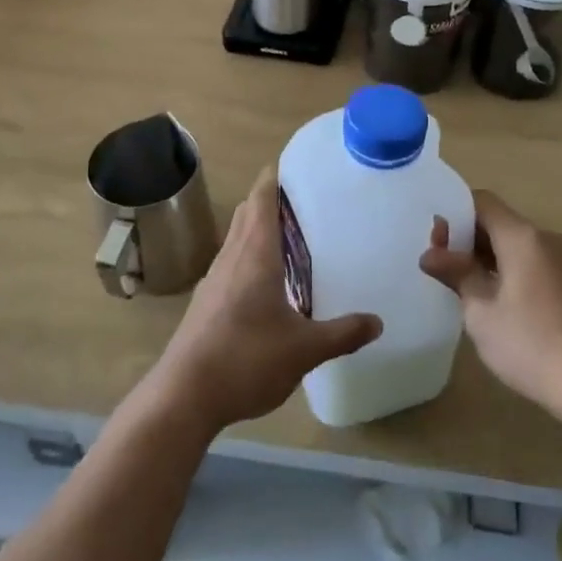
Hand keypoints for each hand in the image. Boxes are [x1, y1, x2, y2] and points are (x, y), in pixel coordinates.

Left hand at [152, 166, 380, 432]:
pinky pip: (229, 265)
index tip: (289, 164)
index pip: (262, 201)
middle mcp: (231, 259)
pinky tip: (262, 282)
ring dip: (256, 229)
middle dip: (268, 201)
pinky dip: (247, 257)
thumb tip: (378, 322)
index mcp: (255, 256)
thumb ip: (343, 334)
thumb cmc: (246, 360)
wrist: (183, 396)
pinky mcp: (205, 304)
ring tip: (286, 236)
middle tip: (300, 200)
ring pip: (235, 240)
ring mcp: (213, 281)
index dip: (273, 179)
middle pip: (247, 215)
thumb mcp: (304, 350)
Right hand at [420, 192, 561, 424]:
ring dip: (487, 258)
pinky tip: (497, 306)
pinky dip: (509, 273)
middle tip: (442, 269)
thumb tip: (430, 255)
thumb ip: (457, 275)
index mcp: (523, 237)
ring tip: (464, 289)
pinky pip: (533, 265)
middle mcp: (547, 240)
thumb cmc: (532, 345)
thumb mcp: (482, 312)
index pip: (482, 202)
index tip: (434, 243)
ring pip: (516, 246)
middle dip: (467, 239)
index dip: (454, 214)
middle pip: (499, 223)